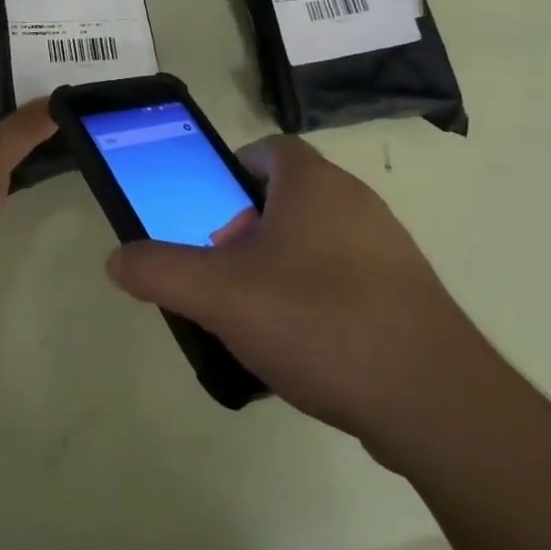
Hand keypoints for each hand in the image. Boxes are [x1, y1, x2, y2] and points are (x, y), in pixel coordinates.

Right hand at [106, 135, 474, 446]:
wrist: (433, 400)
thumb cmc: (318, 321)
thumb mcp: (221, 296)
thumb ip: (161, 271)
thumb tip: (117, 259)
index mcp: (314, 182)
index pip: (268, 149)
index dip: (232, 173)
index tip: (211, 216)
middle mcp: (356, 199)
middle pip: (290, 196)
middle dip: (251, 227)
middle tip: (227, 272)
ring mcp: (389, 246)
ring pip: (320, 238)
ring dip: (285, 264)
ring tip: (262, 317)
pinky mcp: (409, 292)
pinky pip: (350, 277)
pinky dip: (322, 297)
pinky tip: (310, 348)